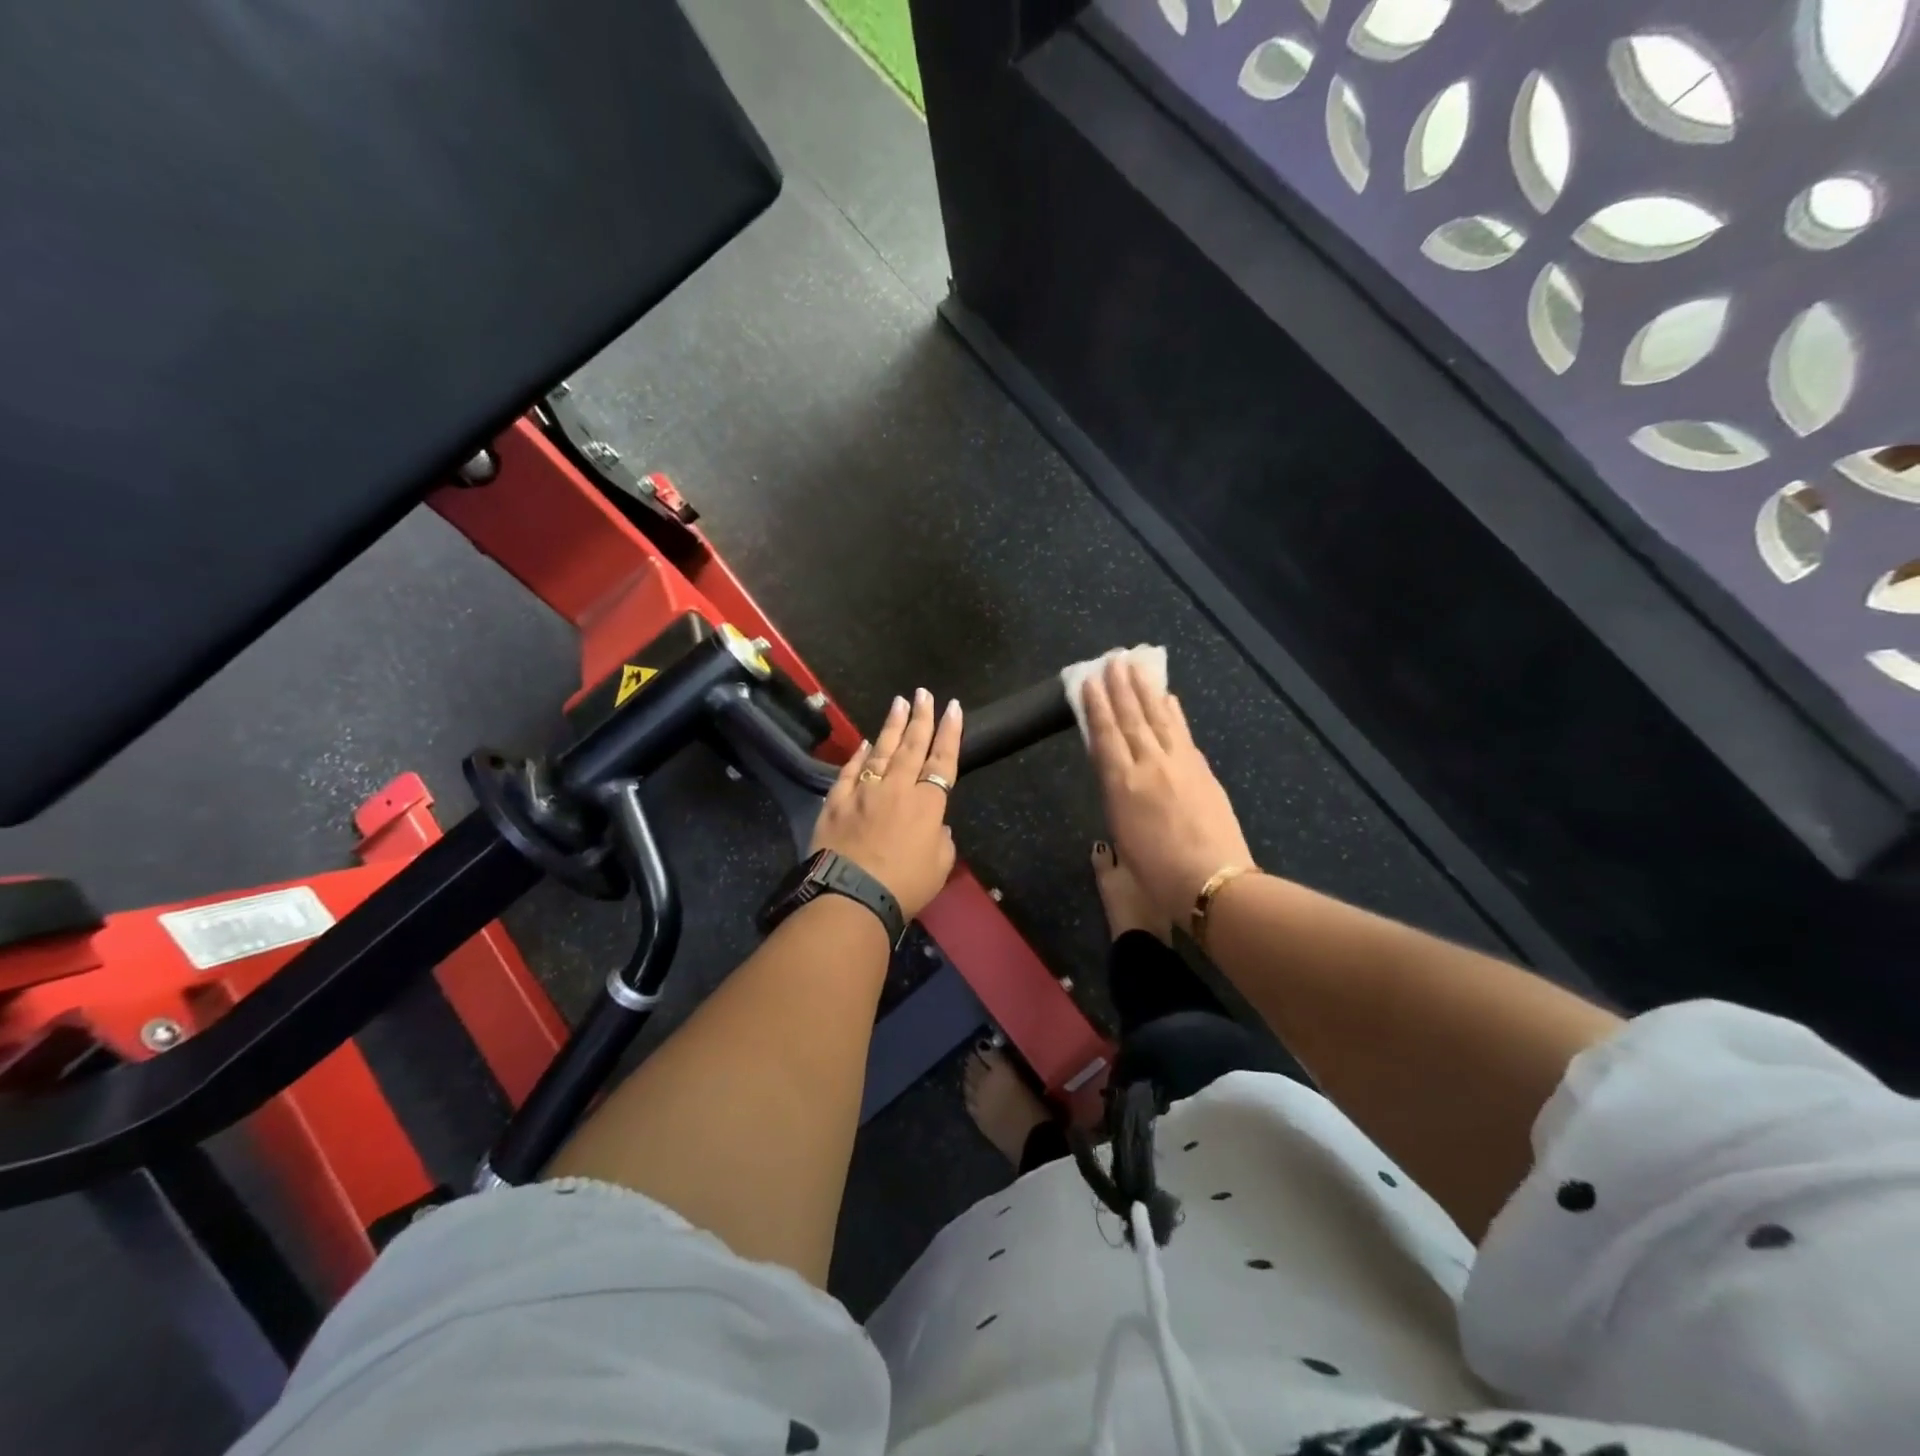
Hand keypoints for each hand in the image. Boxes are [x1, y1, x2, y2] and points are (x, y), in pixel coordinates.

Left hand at [811, 689, 961, 918]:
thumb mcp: (939, 867)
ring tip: (899, 702)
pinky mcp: (836, 802)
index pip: (942, 760)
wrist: (851, 897)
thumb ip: (941, 840)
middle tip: (924, 694)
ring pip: (881, 751)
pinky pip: (850, 771)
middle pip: (912, 746)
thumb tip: (936, 825)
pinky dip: (859, 755)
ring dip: (892, 725)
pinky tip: (866, 743)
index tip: (954, 708)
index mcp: (927, 804)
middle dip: (921, 717)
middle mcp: (897, 788)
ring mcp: (864, 792)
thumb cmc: (904, 886)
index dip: (950, 732)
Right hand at [1083, 657, 1253, 923]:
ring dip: (1146, 690)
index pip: (1105, 735)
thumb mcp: (1121, 838)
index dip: (1096, 706)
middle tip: (1113, 659)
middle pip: (1131, 718)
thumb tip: (1116, 776)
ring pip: (1158, 718)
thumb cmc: (1156, 874)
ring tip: (1137, 667)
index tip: (1090, 681)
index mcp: (1121, 784)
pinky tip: (1169, 699)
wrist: (1212, 882)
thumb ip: (1116, 800)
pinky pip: (1182, 733)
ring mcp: (1179, 764)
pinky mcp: (1202, 769)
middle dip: (1120, 687)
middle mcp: (1148, 765)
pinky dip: (1173, 713)